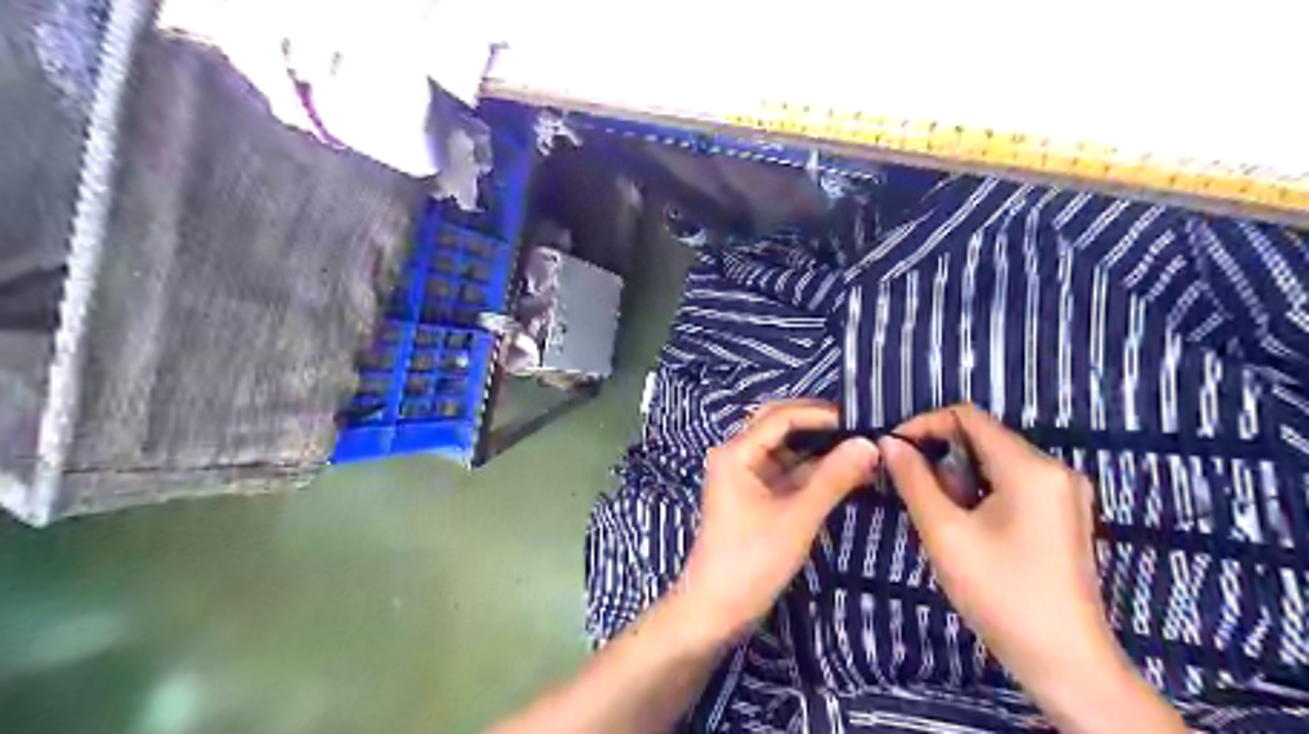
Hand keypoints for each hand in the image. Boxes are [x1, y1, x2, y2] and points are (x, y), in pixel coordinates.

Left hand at [675, 398, 879, 644]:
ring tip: (863, 448)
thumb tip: (870, 444)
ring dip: (821, 450)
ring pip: (787, 450)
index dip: (821, 413)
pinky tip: (847, 472)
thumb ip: (833, 479)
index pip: (781, 416)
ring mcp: (746, 476)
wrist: (716, 610)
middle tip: (862, 428)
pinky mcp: (756, 496)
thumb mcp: (797, 518)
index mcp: (736, 452)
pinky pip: (788, 473)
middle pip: (781, 426)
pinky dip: (815, 472)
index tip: (860, 418)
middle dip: (820, 426)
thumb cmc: (751, 561)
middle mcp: (737, 455)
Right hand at [877, 407, 1187, 733]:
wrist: (1066, 662)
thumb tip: (888, 443)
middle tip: (914, 492)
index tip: (893, 449)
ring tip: (941, 518)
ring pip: (994, 462)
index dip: (924, 424)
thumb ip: (913, 480)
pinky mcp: (1063, 514)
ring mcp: (1064, 493)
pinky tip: (968, 527)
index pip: (968, 417)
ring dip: (958, 478)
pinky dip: (980, 493)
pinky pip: (1011, 484)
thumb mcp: (944, 533)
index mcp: (1030, 468)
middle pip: (983, 438)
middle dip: (941, 457)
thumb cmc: (1001, 593)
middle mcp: (1054, 469)